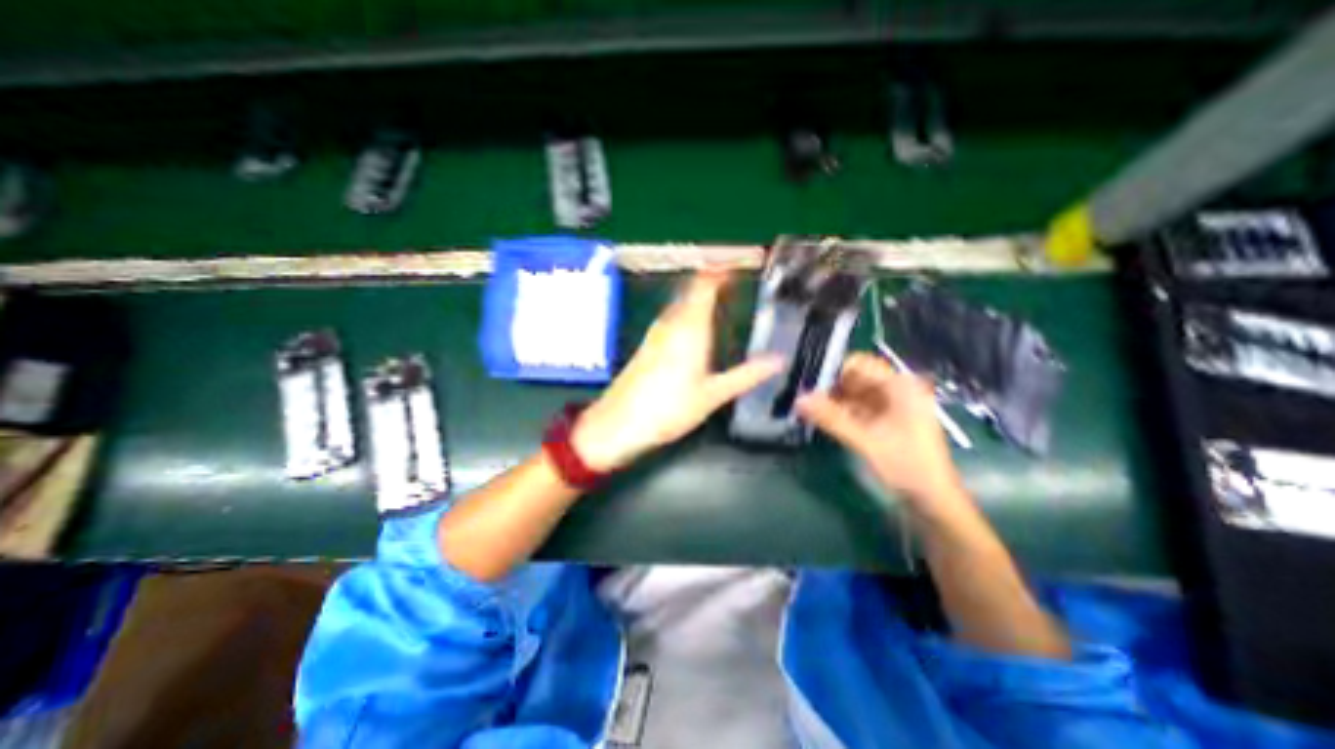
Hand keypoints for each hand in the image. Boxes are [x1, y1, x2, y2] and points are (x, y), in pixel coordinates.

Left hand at [572, 271, 783, 474]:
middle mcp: (671, 322)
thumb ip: (746, 375)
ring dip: (701, 296)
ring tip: (724, 302)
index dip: (723, 268)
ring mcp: (656, 332)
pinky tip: (698, 329)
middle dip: (715, 280)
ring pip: (681, 302)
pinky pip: (672, 317)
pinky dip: (689, 312)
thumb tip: (778, 361)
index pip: (705, 283)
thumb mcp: (713, 394)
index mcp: (690, 327)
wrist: (619, 423)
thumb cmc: (668, 408)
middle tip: (739, 284)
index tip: (744, 263)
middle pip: (692, 289)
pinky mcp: (647, 344)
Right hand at [795, 354, 966, 518]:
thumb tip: (798, 399)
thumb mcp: (866, 441)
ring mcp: (889, 407)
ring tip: (805, 408)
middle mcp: (895, 391)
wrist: (933, 502)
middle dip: (829, 386)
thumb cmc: (906, 466)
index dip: (833, 370)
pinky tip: (820, 419)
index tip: (809, 383)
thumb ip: (831, 418)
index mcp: (900, 386)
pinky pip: (855, 409)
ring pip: (852, 395)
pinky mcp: (883, 422)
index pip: (860, 364)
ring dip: (831, 401)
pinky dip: (838, 413)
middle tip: (802, 396)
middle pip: (854, 379)